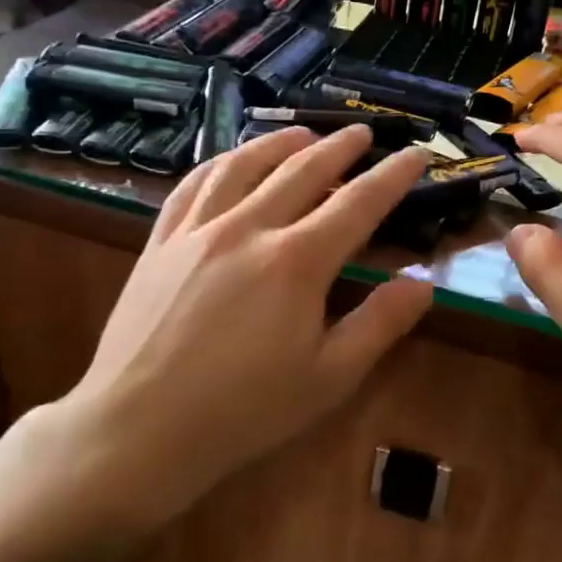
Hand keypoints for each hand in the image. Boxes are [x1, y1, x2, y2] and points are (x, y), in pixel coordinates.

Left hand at [41, 125, 435, 521]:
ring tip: (304, 133)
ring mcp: (198, 230)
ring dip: (280, 142)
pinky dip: (221, 162)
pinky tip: (232, 161)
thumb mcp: (329, 378)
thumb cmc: (244, 410)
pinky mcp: (161, 242)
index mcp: (297, 262)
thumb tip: (422, 283)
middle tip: (364, 132)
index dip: (393, 176)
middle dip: (340, 147)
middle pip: (303, 170)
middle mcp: (249, 228)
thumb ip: (380, 324)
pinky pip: (193, 185)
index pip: (359, 203)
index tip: (417, 154)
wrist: (138, 429)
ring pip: (245, 165)